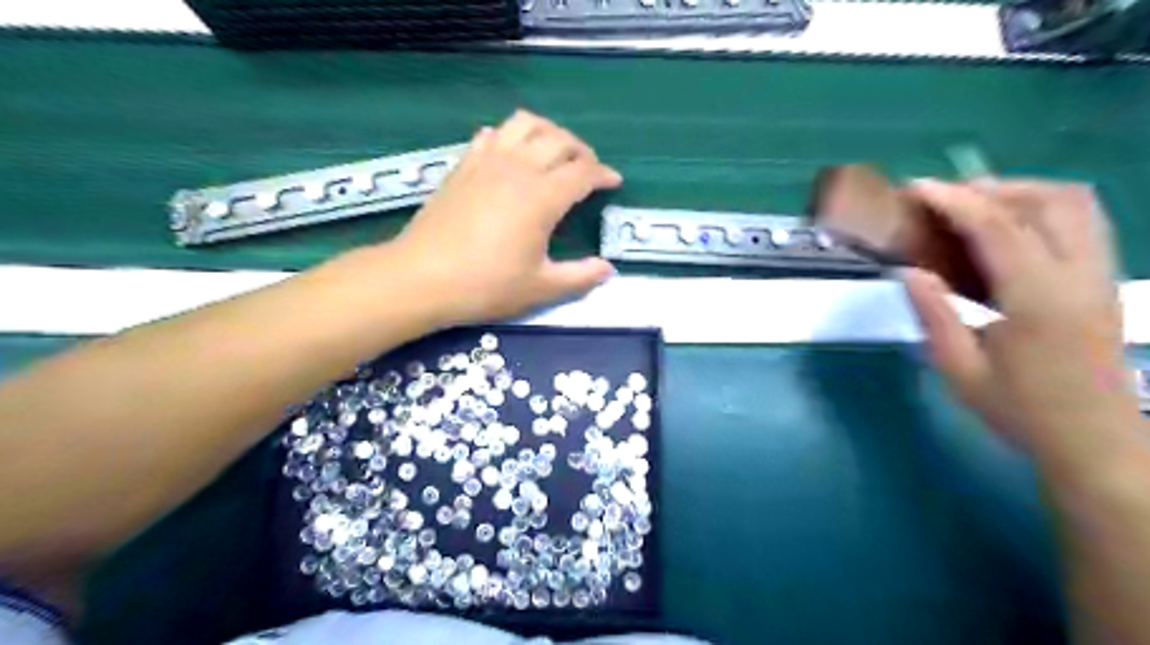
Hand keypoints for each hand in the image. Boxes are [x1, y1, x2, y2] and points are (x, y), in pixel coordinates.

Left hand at [388, 111, 625, 328]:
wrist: (422, 278)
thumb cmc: (485, 285)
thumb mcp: (540, 288)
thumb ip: (580, 277)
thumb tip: (608, 269)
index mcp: (542, 197)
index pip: (583, 172)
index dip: (603, 174)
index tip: (614, 182)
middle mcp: (518, 168)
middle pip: (560, 140)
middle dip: (582, 151)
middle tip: (589, 170)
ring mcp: (487, 161)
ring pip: (526, 124)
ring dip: (549, 132)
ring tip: (556, 152)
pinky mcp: (464, 165)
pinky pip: (493, 133)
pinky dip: (511, 136)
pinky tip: (512, 154)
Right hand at [909, 180, 1139, 470]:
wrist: (1095, 441)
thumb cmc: (1020, 410)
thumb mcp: (960, 369)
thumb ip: (934, 314)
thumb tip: (909, 271)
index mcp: (1037, 300)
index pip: (998, 228)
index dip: (953, 200)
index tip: (916, 188)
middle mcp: (1079, 276)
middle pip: (1047, 200)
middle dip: (989, 187)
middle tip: (942, 199)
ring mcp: (1101, 275)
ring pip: (1075, 203)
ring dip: (1022, 191)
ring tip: (974, 205)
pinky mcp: (1106, 280)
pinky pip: (1084, 220)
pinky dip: (1044, 206)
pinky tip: (1010, 226)